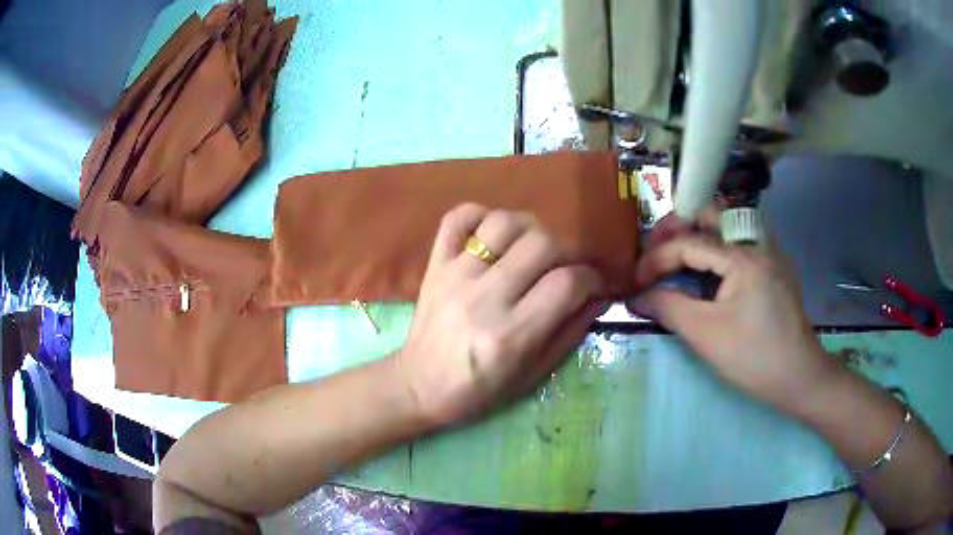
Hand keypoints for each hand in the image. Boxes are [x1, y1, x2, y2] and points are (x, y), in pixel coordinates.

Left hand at [396, 204, 607, 426]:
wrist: (419, 386)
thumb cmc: (479, 391)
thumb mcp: (532, 375)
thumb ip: (570, 333)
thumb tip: (600, 296)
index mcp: (511, 335)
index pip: (567, 283)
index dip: (592, 278)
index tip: (594, 284)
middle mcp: (485, 299)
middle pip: (542, 244)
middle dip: (567, 251)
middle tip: (566, 267)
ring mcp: (456, 276)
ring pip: (504, 223)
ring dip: (530, 229)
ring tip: (532, 249)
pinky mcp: (435, 265)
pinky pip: (457, 218)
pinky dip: (480, 215)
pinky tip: (493, 234)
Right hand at [632, 220, 835, 416]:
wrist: (799, 376)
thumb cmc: (753, 357)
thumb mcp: (705, 335)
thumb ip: (668, 307)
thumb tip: (636, 296)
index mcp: (742, 256)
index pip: (689, 242)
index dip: (656, 258)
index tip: (636, 281)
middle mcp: (758, 242)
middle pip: (711, 214)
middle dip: (677, 227)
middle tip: (655, 248)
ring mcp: (770, 253)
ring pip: (727, 226)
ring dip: (698, 234)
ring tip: (676, 257)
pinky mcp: (774, 268)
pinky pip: (740, 244)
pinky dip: (717, 249)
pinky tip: (708, 272)